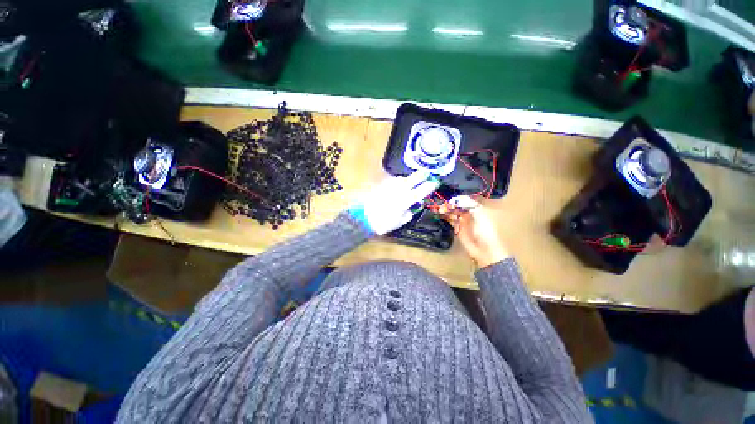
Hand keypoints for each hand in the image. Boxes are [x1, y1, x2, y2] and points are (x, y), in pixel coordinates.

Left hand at [349, 170, 439, 234]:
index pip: (422, 190)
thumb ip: (410, 212)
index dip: (430, 186)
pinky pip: (394, 181)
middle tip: (427, 172)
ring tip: (413, 180)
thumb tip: (416, 204)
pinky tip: (399, 184)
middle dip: (422, 175)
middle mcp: (400, 190)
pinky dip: (399, 181)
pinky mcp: (382, 185)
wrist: (364, 218)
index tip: (435, 182)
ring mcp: (390, 186)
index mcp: (406, 200)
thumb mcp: (401, 221)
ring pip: (403, 178)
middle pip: (413, 179)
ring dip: (409, 178)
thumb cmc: (384, 223)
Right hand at [443, 196, 509, 268]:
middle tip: (442, 206)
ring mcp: (462, 222)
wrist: (484, 250)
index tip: (449, 201)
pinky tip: (439, 215)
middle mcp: (468, 214)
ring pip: (452, 213)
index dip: (456, 200)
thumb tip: (456, 199)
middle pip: (456, 206)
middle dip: (449, 205)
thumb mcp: (479, 214)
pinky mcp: (457, 229)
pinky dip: (444, 217)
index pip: (463, 201)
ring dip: (445, 210)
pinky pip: (450, 221)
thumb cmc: (485, 231)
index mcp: (475, 209)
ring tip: (438, 210)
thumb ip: (468, 204)